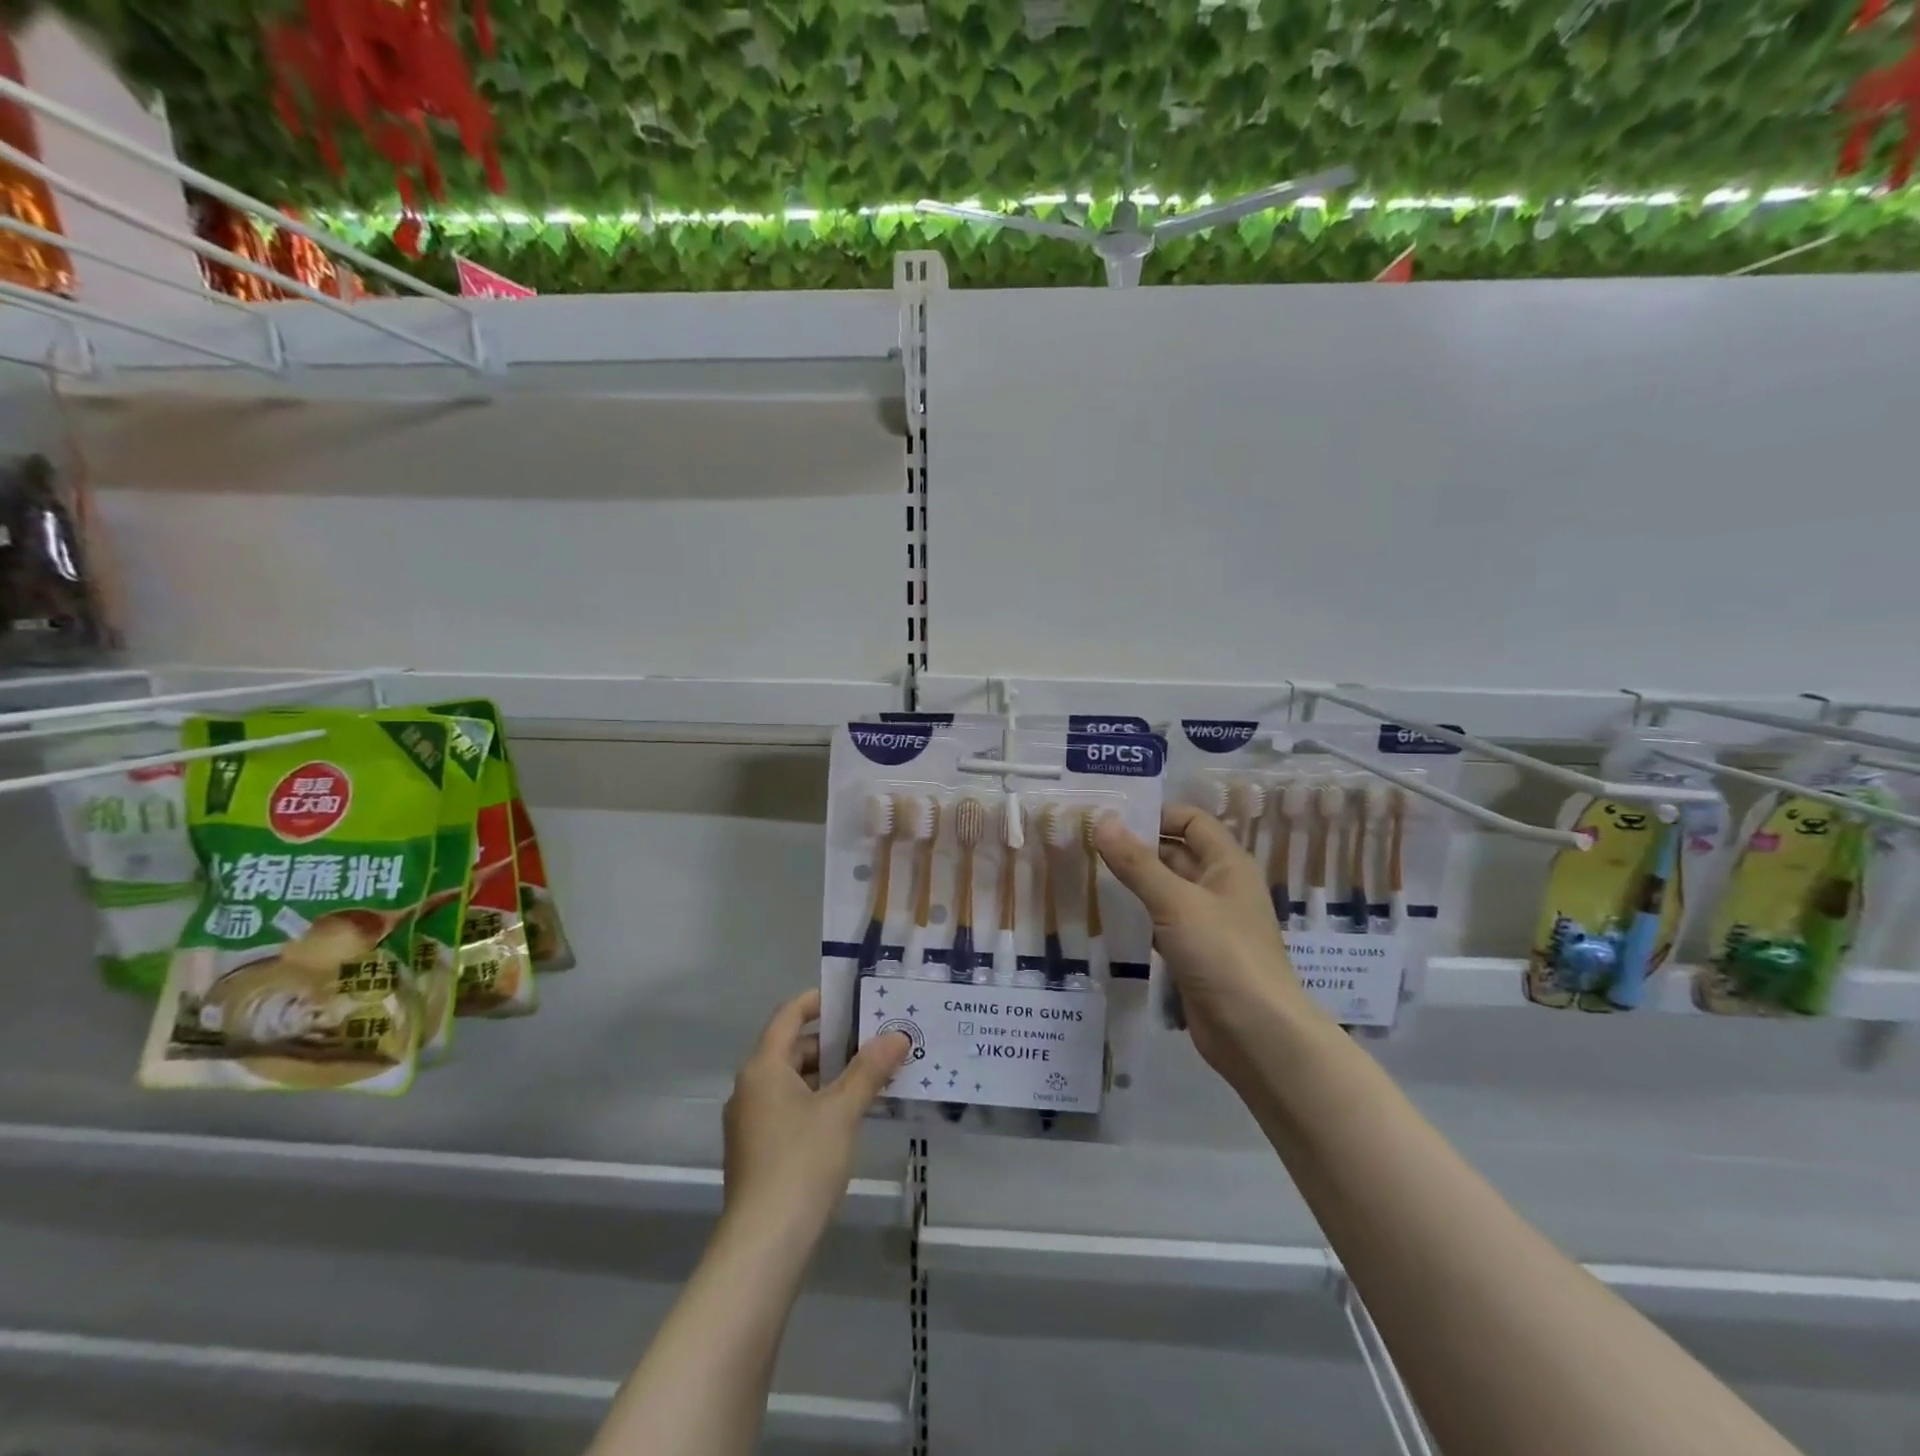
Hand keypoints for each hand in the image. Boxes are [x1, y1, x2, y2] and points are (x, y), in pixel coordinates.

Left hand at [722, 989, 909, 1244]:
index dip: (818, 1001)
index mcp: (763, 1068)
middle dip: (835, 1044)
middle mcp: (750, 1088)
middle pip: (793, 1049)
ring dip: (830, 1076)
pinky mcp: (757, 1151)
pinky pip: (790, 1109)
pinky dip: (818, 1102)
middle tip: (875, 1041)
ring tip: (872, 1077)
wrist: (763, 1246)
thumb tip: (897, 1035)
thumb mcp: (842, 1111)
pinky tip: (850, 1116)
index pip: (788, 1016)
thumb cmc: (801, 1163)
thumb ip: (869, 1070)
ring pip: (793, 1082)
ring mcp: (751, 1123)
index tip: (851, 998)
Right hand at [1093, 804, 1315, 1073]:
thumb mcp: (1175, 902)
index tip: (1111, 816)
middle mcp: (1220, 887)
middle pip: (1176, 853)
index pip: (1191, 821)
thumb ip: (1137, 862)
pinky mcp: (1195, 954)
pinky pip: (1164, 922)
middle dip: (1137, 847)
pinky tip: (1109, 916)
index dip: (1156, 814)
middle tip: (1088, 843)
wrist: (1256, 1034)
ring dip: (1135, 881)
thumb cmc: (1222, 954)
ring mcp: (1209, 923)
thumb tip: (1104, 820)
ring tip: (1089, 872)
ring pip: (1167, 890)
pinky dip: (1140, 915)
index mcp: (1228, 864)